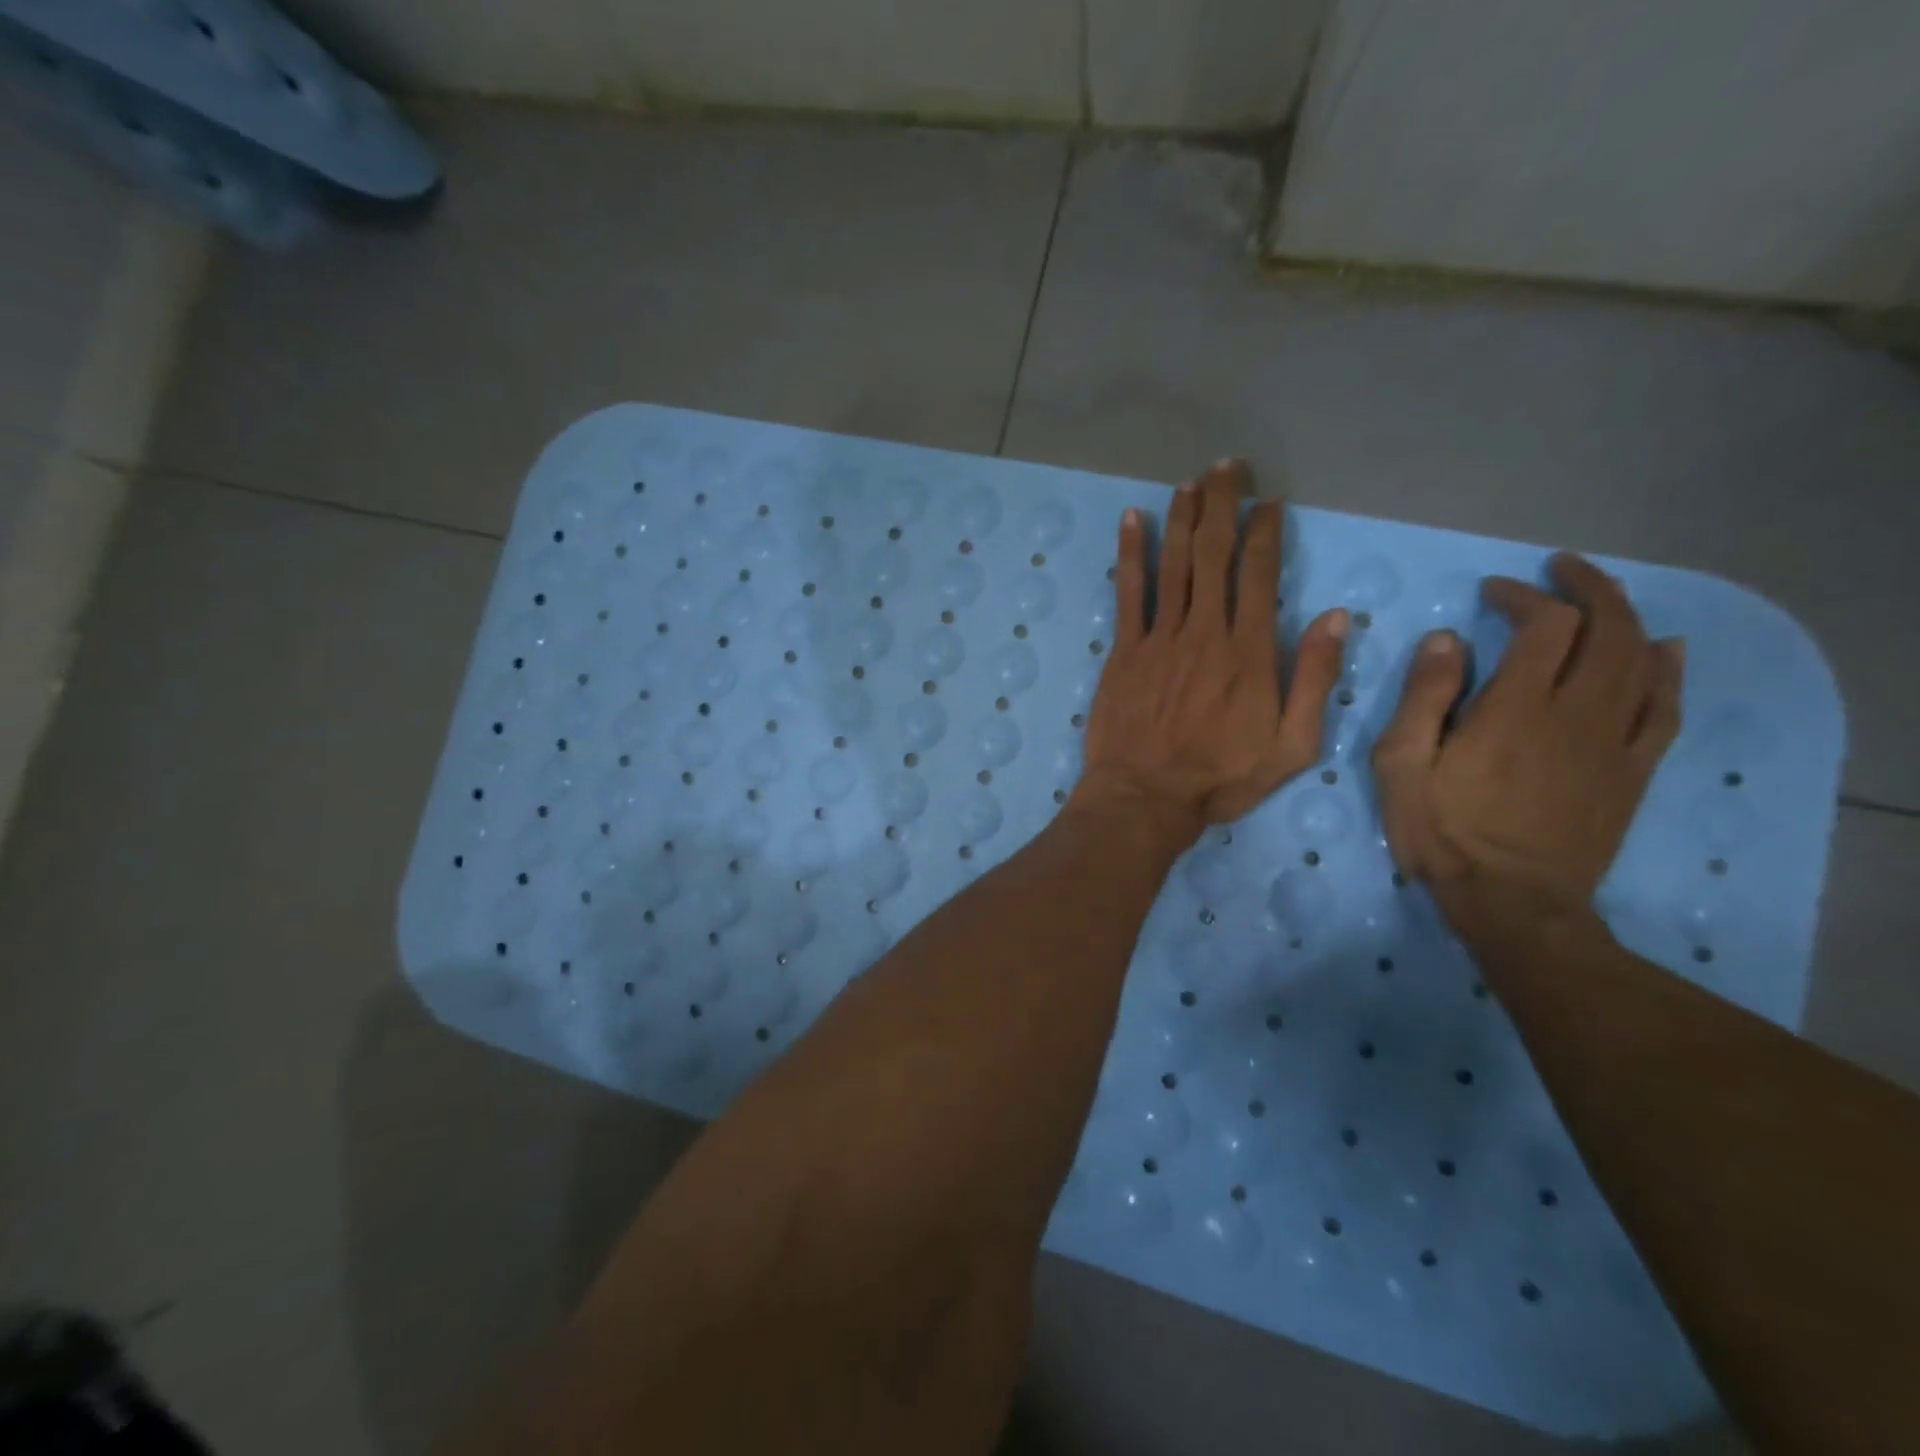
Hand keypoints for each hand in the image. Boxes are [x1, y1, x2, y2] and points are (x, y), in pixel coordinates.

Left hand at [1070, 460, 1349, 845]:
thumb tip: (1335, 616)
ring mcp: (1159, 638)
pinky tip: (1132, 519)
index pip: (1260, 573)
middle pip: (1214, 554)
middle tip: (1229, 468)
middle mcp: (1204, 632)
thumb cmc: (1220, 779)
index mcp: (1249, 652)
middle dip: (1223, 505)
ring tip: (1191, 481)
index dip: (1265, 531)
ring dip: (1182, 518)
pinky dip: (1131, 554)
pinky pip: (1128, 593)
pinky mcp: (1124, 651)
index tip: (1269, 501)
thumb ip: (1314, 678)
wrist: (1145, 798)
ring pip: (1174, 564)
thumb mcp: (1292, 745)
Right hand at [1372, 554, 1683, 921]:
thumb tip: (1446, 640)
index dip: (1523, 596)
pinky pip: (1666, 708)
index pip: (1543, 625)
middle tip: (1559, 572)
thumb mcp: (1401, 765)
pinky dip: (1668, 671)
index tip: (1492, 592)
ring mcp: (1613, 742)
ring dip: (1626, 618)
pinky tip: (1662, 652)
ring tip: (1602, 600)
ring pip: (1642, 661)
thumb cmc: (1443, 832)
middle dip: (1586, 588)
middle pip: (1607, 629)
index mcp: (1515, 708)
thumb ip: (1423, 698)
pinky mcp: (1632, 771)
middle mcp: (1576, 713)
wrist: (1513, 902)